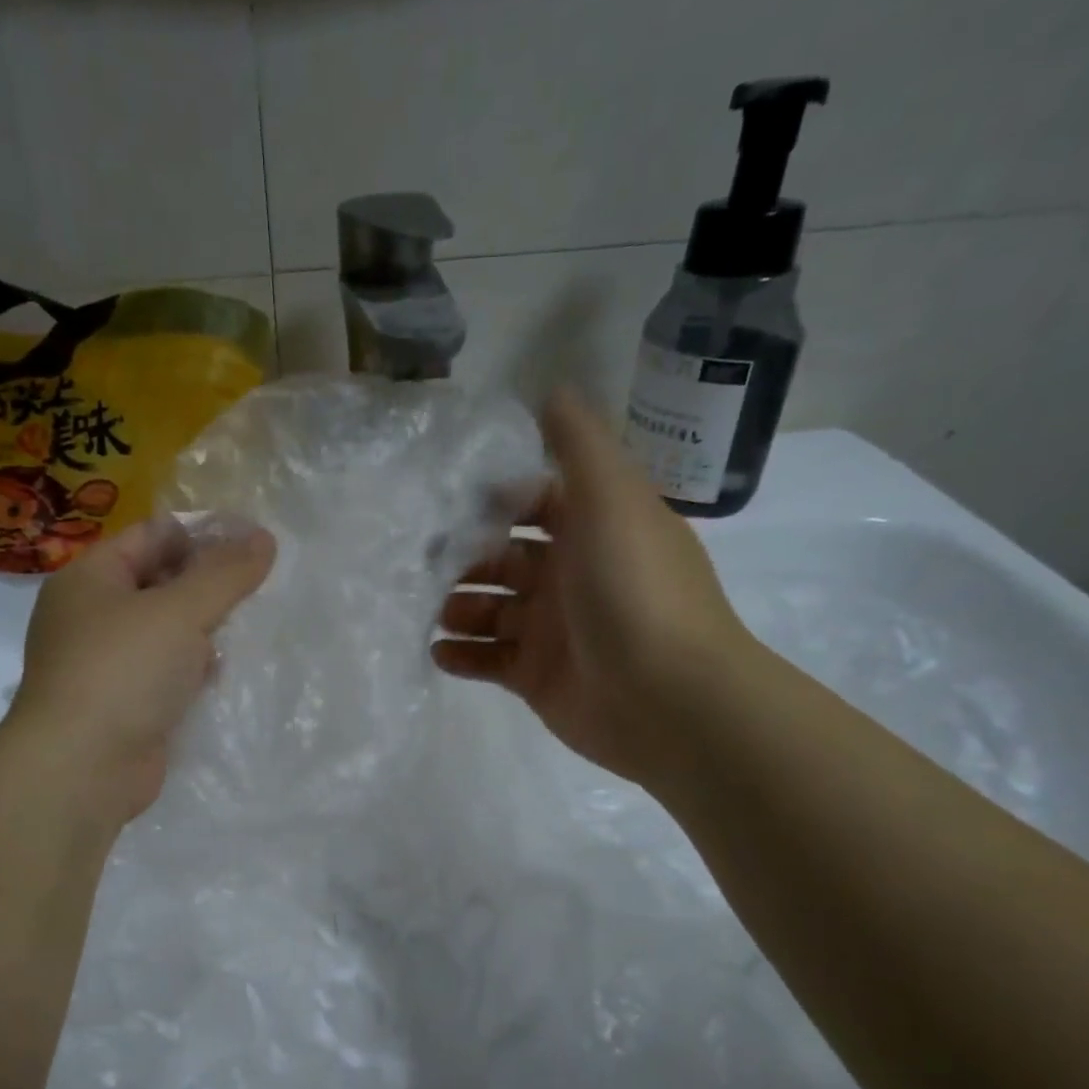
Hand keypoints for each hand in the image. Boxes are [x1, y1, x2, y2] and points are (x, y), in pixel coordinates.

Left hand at [5, 515, 276, 822]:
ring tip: (253, 622)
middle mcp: (93, 616)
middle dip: (208, 583)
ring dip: (204, 628)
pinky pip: (166, 672)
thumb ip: (225, 573)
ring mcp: (107, 664)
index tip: (254, 541)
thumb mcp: (180, 611)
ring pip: (165, 631)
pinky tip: (224, 669)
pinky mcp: (125, 704)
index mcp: (91, 578)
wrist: (82, 769)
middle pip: (159, 582)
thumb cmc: (123, 671)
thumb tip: (264, 537)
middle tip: (260, 583)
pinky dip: (193, 668)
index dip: (202, 533)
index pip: (152, 536)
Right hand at [432, 390, 755, 784]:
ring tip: (431, 613)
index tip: (445, 500)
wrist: (667, 699)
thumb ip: (579, 445)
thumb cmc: (633, 590)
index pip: (532, 502)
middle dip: (462, 558)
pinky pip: (487, 660)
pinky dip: (461, 656)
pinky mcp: (535, 677)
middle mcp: (570, 575)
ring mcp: (551, 630)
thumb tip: (552, 389)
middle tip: (421, 563)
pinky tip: (439, 653)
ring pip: (488, 610)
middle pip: (501, 558)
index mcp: (592, 529)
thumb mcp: (611, 499)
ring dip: (456, 607)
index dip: (493, 500)